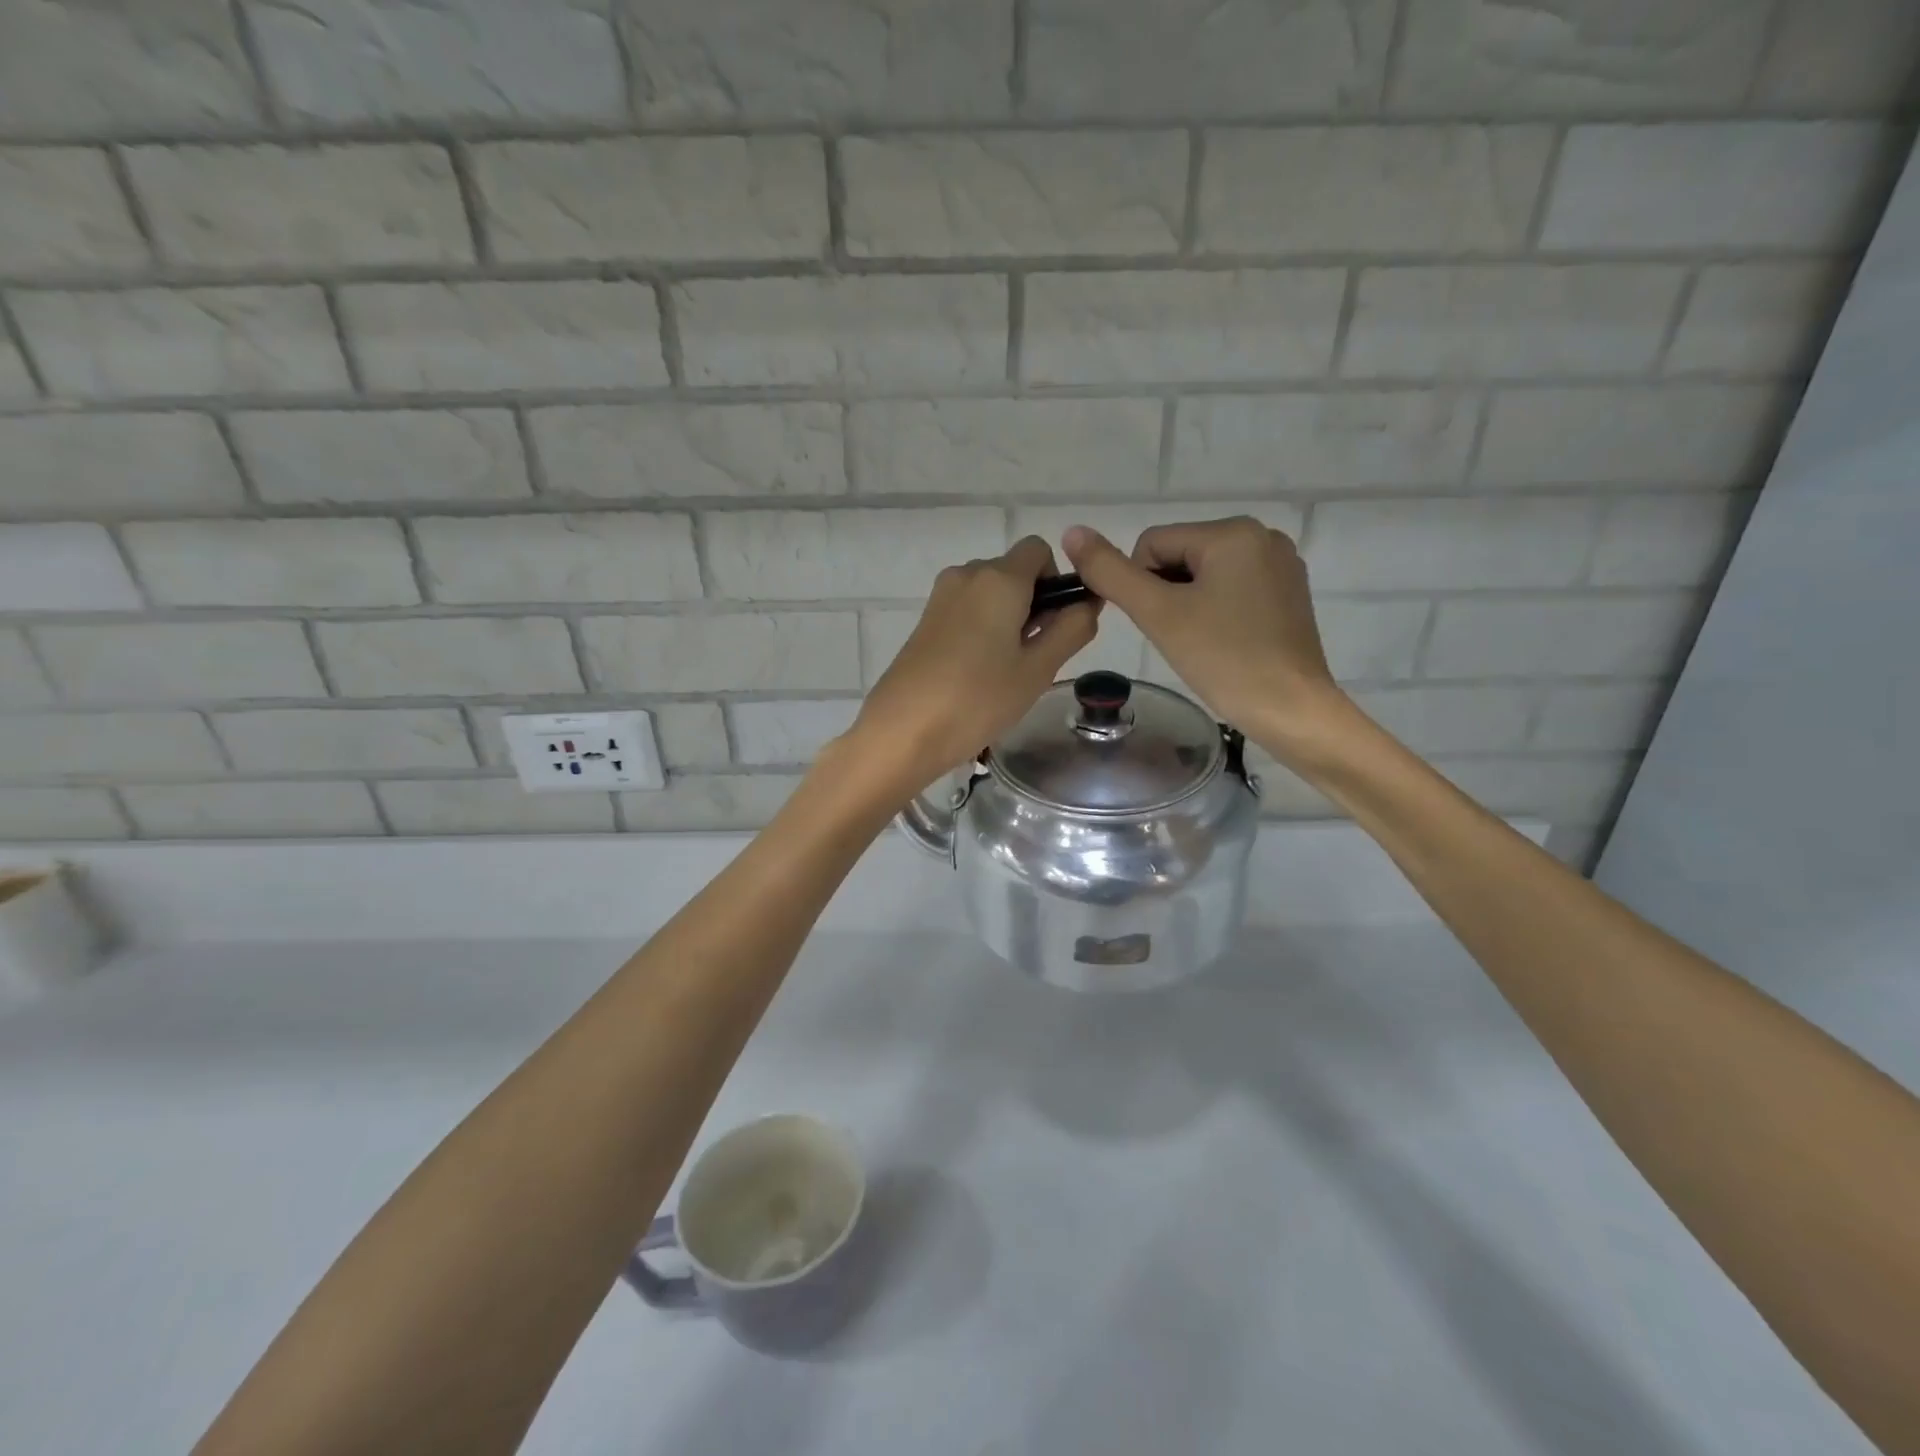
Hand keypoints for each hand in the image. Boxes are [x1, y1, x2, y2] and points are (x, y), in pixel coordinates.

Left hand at [852, 536, 1096, 791]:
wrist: (903, 731)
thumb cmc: (978, 700)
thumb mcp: (1038, 669)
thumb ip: (1071, 629)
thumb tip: (1088, 603)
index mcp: (998, 578)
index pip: (1039, 550)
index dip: (1058, 580)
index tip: (1057, 624)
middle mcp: (967, 575)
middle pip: (1014, 572)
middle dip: (1034, 603)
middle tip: (1035, 658)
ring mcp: (941, 597)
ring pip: (990, 593)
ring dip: (1008, 619)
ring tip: (1006, 671)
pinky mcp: (925, 621)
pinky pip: (967, 610)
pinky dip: (983, 629)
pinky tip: (978, 672)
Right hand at [1062, 517, 1342, 745]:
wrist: (1291, 710)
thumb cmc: (1223, 659)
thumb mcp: (1158, 614)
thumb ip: (1111, 572)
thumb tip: (1072, 532)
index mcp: (1232, 532)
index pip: (1152, 544)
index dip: (1142, 587)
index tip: (1162, 625)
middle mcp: (1263, 536)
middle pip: (1180, 556)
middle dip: (1168, 595)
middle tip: (1183, 637)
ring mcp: (1281, 564)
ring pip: (1204, 575)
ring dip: (1190, 604)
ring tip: (1203, 642)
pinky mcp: (1289, 593)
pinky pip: (1233, 588)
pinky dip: (1217, 611)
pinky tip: (1226, 641)